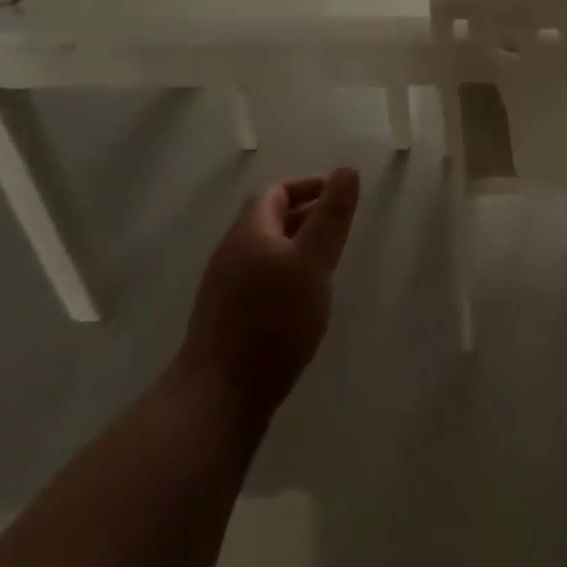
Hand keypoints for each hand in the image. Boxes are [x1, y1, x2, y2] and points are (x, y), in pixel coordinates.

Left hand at [170, 169, 360, 422]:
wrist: (219, 397)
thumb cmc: (274, 319)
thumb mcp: (314, 261)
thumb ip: (332, 215)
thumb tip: (347, 170)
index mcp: (250, 231)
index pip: (277, 191)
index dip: (309, 186)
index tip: (339, 194)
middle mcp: (232, 252)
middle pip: (270, 220)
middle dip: (306, 215)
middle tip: (341, 226)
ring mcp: (225, 288)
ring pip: (267, 252)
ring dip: (297, 246)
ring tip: (328, 261)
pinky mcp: (227, 319)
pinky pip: (261, 280)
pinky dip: (286, 274)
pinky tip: (304, 299)